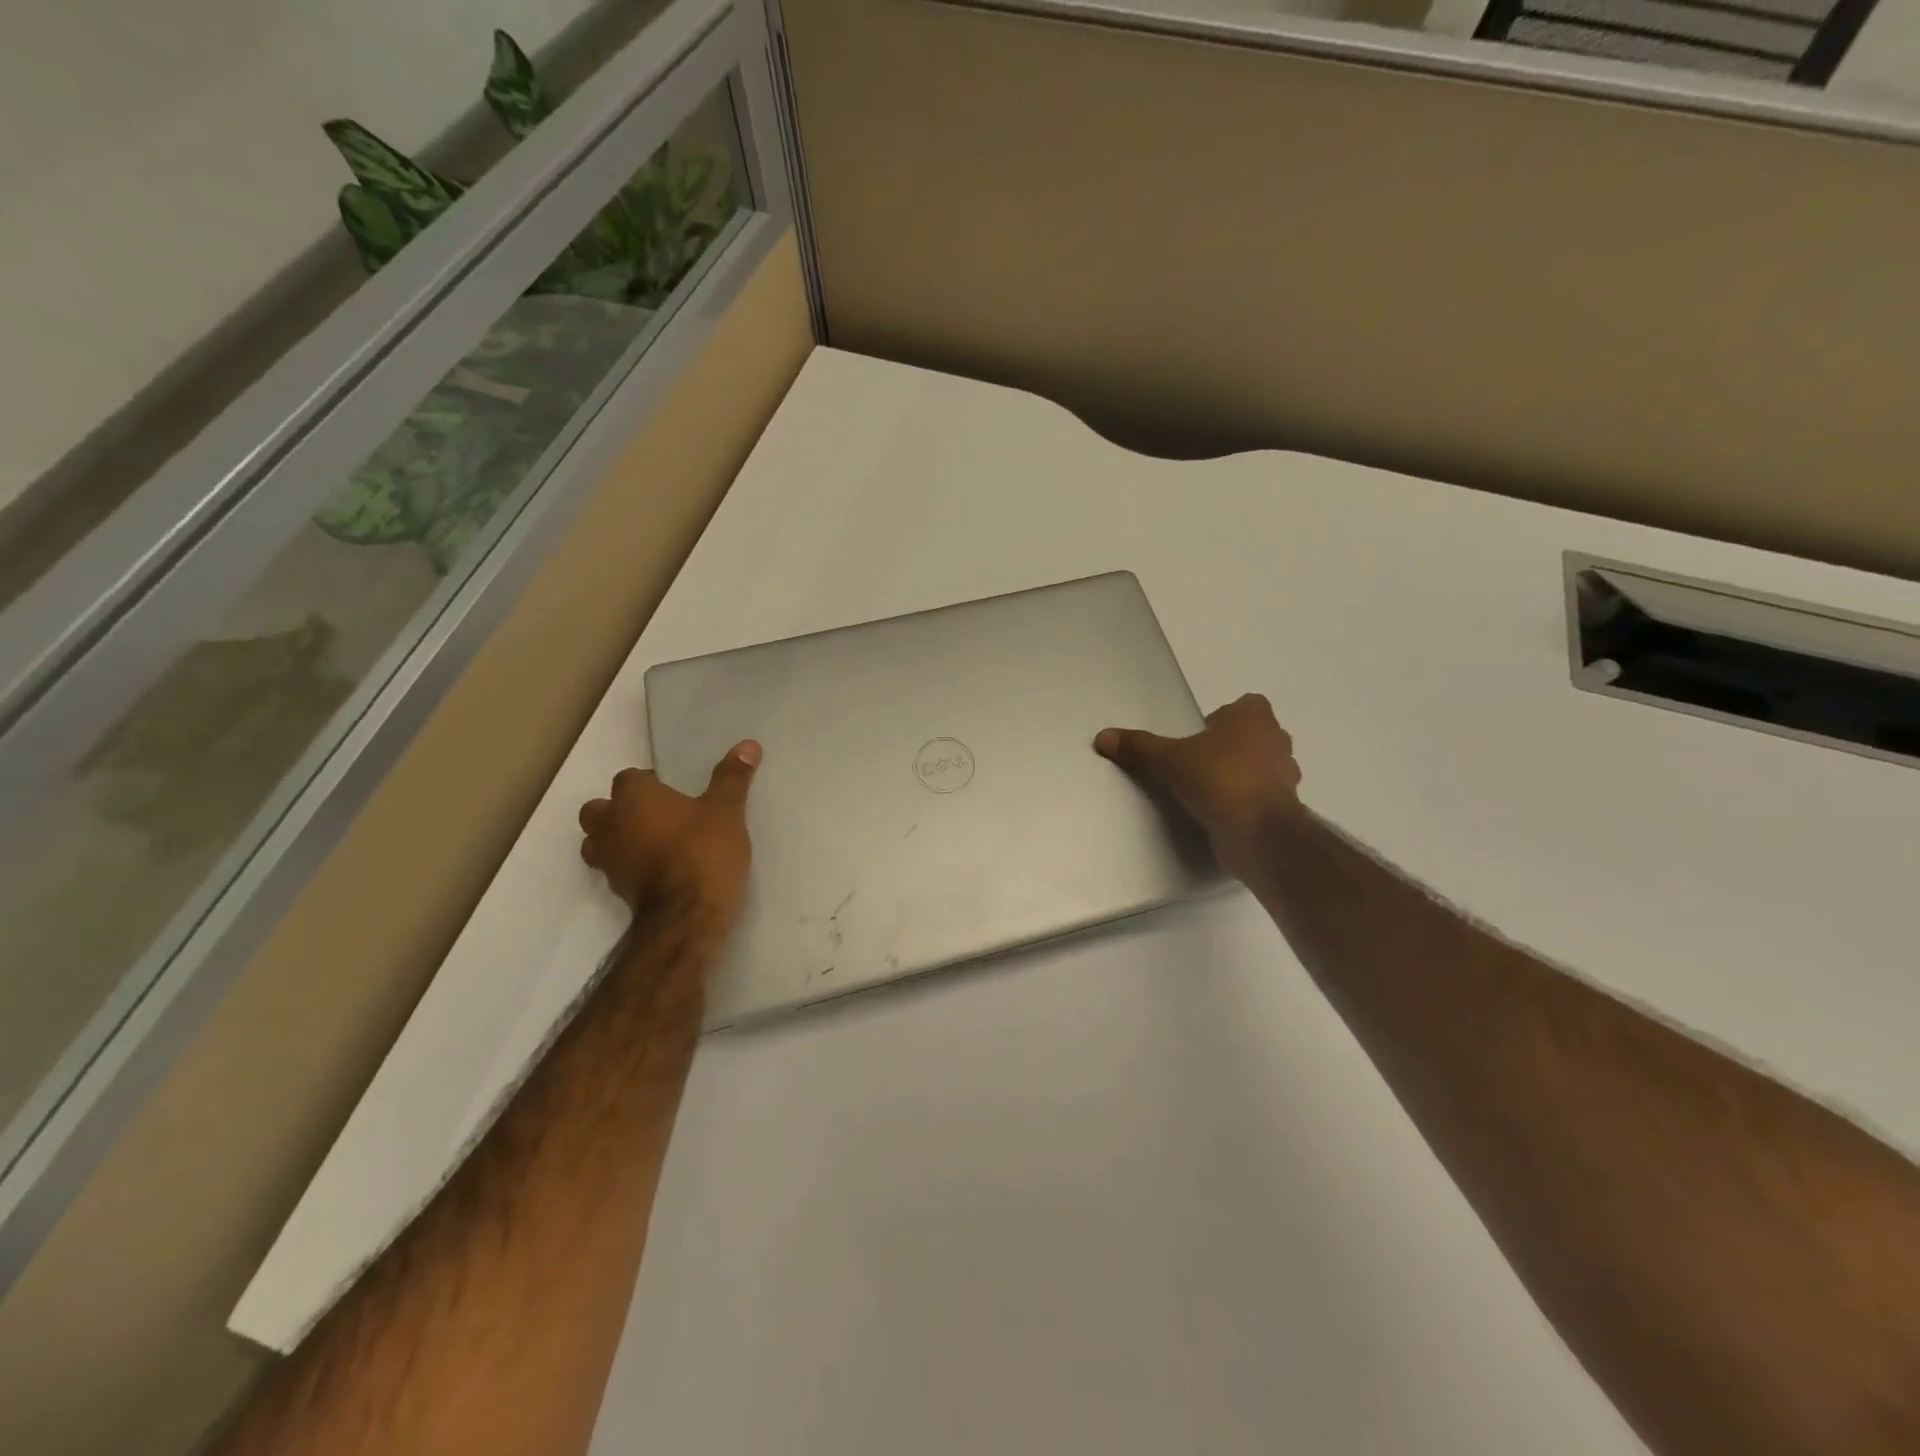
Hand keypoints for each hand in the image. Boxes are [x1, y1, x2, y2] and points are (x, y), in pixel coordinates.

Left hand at [579, 740, 761, 922]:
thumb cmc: (704, 852)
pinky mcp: (616, 890)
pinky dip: (628, 866)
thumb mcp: (726, 811)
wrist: (687, 916)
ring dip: (616, 838)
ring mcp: (608, 860)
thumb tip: (748, 744)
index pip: (629, 778)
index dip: (649, 782)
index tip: (673, 792)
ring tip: (650, 843)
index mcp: (634, 798)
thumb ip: (732, 778)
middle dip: (620, 809)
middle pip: (599, 809)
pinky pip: (613, 869)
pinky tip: (655, 870)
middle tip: (656, 815)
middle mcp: (610, 824)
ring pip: (597, 841)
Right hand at [1095, 693, 1301, 879]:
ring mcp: (1286, 775)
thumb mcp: (1169, 760)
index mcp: (1254, 717)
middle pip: (1255, 735)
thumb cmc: (1218, 779)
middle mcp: (1276, 740)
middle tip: (1199, 761)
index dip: (1225, 717)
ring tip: (1208, 789)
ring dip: (1242, 774)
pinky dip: (1246, 801)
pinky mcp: (1285, 807)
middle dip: (1232, 746)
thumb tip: (1102, 737)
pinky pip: (1262, 796)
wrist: (1257, 832)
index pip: (1247, 705)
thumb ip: (1139, 747)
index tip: (1201, 735)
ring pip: (1262, 766)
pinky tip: (1221, 812)